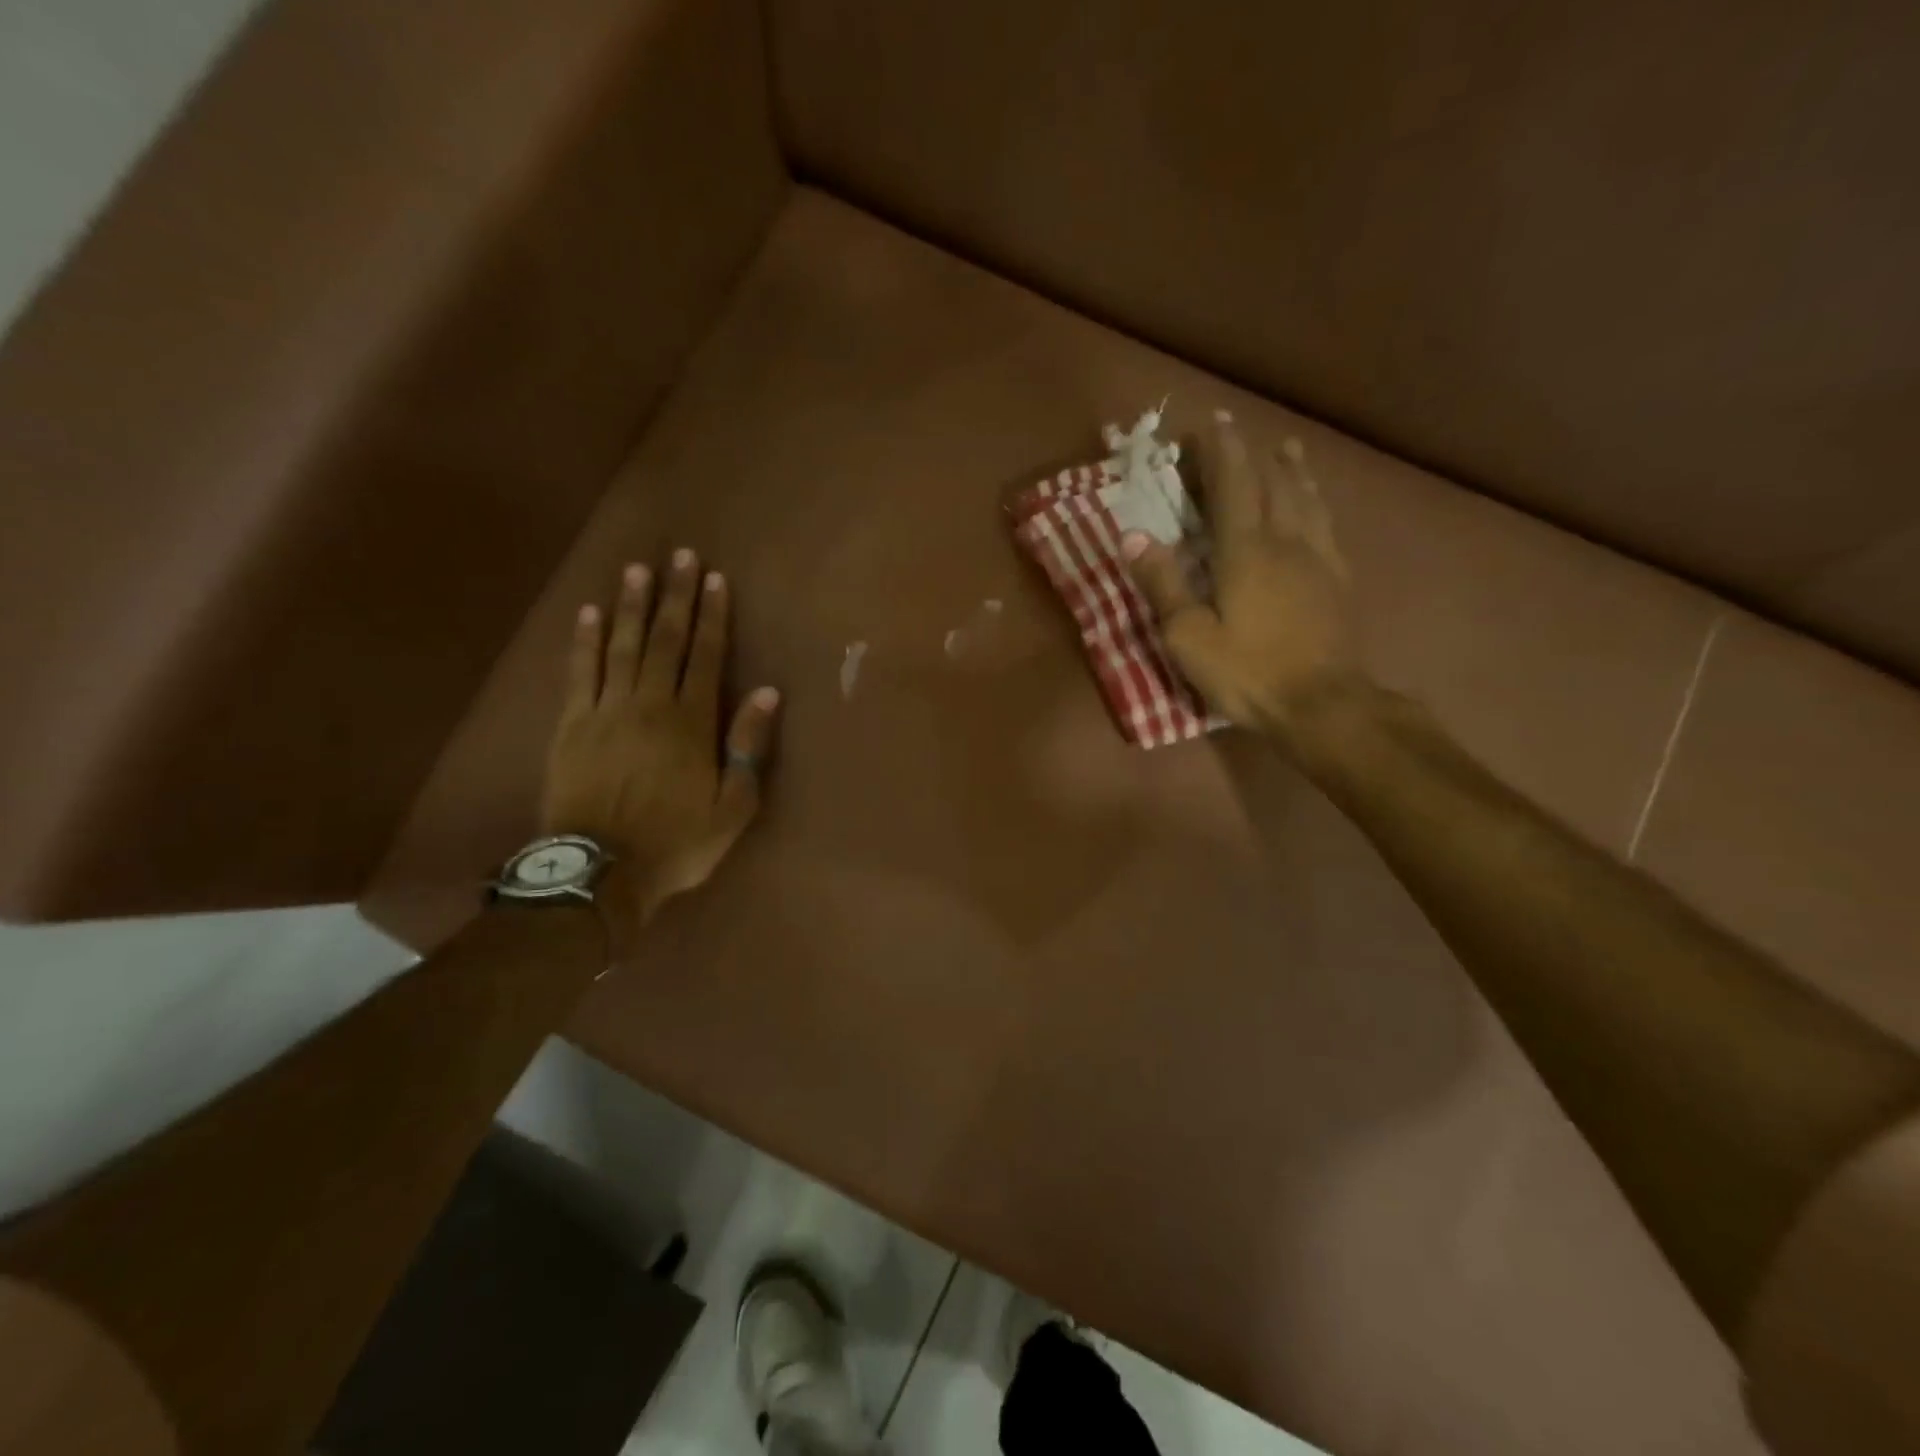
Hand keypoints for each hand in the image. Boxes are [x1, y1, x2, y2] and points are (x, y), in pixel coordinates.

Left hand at [543, 549, 780, 940]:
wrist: (600, 873)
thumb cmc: (677, 841)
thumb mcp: (733, 805)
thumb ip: (748, 746)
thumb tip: (766, 693)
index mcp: (691, 723)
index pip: (706, 656)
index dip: (712, 616)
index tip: (714, 580)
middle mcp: (649, 704)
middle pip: (665, 640)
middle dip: (675, 597)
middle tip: (681, 556)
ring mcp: (605, 712)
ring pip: (622, 647)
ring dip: (631, 606)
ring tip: (638, 569)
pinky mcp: (570, 726)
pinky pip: (579, 673)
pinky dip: (585, 642)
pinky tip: (590, 613)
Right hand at [1122, 409, 1358, 738]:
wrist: (1323, 705)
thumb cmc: (1248, 672)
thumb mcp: (1189, 637)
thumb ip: (1163, 584)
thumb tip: (1133, 536)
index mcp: (1246, 550)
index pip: (1233, 486)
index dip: (1221, 452)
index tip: (1210, 423)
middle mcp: (1286, 541)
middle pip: (1273, 483)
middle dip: (1252, 454)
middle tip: (1238, 432)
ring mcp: (1319, 560)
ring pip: (1307, 500)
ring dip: (1294, 470)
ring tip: (1288, 449)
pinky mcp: (1338, 582)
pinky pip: (1328, 526)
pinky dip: (1318, 503)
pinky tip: (1317, 506)